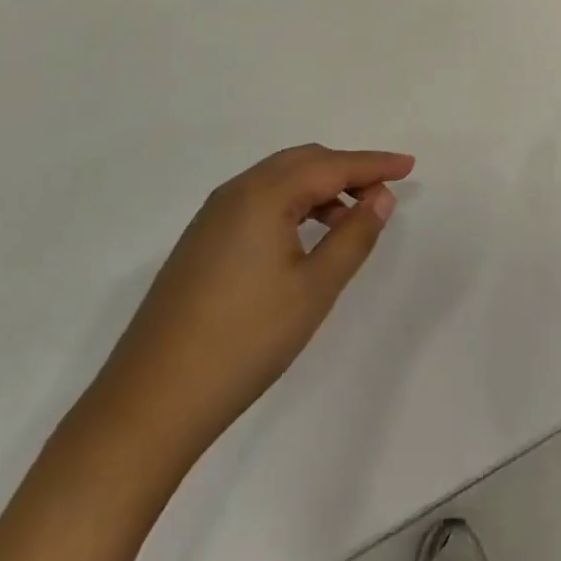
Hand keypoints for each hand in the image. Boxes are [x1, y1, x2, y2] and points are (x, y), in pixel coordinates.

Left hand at [96, 145, 414, 451]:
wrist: (152, 399)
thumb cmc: (245, 341)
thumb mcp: (314, 289)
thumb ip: (354, 237)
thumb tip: (381, 197)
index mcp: (264, 193)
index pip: (332, 165)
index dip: (374, 164)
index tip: (409, 165)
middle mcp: (236, 191)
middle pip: (303, 162)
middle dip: (347, 171)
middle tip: (383, 192)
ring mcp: (213, 215)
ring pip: (278, 181)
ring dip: (319, 189)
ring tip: (350, 219)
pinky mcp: (201, 240)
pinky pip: (258, 201)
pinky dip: (291, 206)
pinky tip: (305, 237)